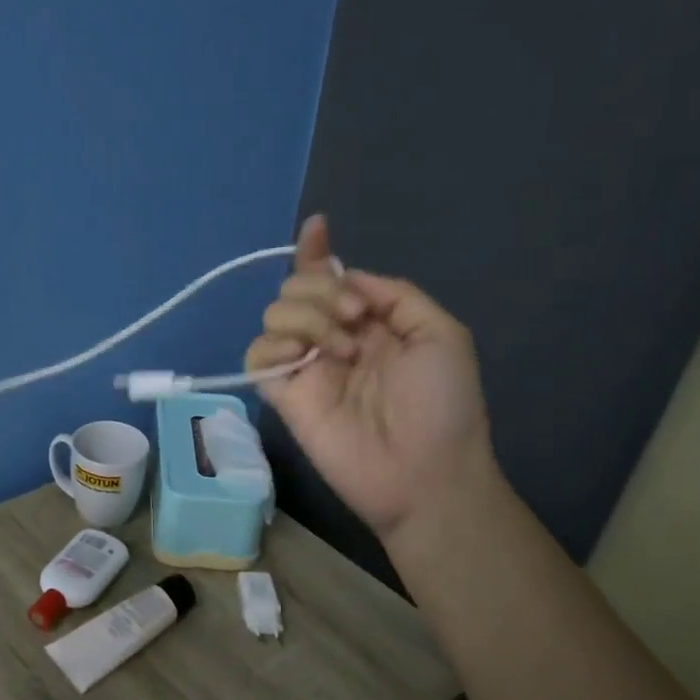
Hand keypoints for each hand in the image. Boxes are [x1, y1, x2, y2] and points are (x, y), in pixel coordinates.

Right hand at [245, 216, 498, 546]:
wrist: (424, 472)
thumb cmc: (443, 405)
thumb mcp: (441, 334)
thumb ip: (394, 294)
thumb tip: (346, 275)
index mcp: (369, 322)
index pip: (331, 278)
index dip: (317, 252)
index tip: (316, 227)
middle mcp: (332, 337)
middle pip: (297, 288)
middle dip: (320, 289)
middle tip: (353, 319)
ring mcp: (305, 366)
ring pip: (275, 314)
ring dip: (306, 317)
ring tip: (340, 351)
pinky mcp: (282, 394)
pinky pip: (257, 353)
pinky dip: (273, 345)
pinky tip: (302, 358)